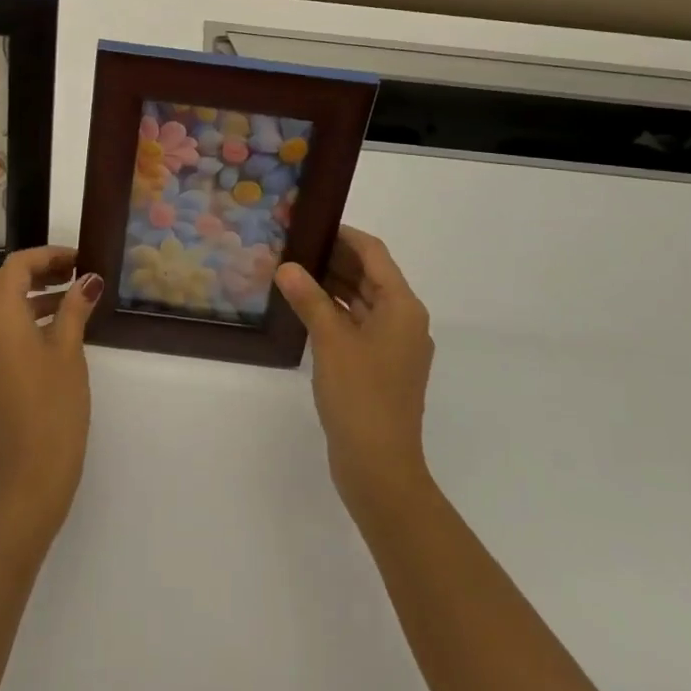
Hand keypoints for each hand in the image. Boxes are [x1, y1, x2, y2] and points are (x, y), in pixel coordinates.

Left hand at [0, 246, 100, 542]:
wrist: (26, 476)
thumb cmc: (53, 408)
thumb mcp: (68, 352)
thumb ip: (74, 308)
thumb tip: (88, 279)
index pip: (16, 266)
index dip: (47, 256)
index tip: (78, 260)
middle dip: (34, 272)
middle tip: (72, 277)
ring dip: (26, 295)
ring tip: (70, 301)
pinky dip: (17, 318)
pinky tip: (51, 330)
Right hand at [275, 226, 435, 514]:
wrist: (380, 466)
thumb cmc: (361, 396)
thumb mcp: (331, 341)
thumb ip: (309, 299)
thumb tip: (287, 266)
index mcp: (402, 307)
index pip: (373, 253)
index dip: (343, 235)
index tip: (309, 223)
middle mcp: (403, 320)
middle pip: (368, 275)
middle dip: (333, 258)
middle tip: (291, 245)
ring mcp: (392, 345)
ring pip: (360, 301)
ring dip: (330, 285)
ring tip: (291, 271)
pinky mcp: (379, 366)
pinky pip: (356, 324)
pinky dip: (333, 312)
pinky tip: (303, 309)